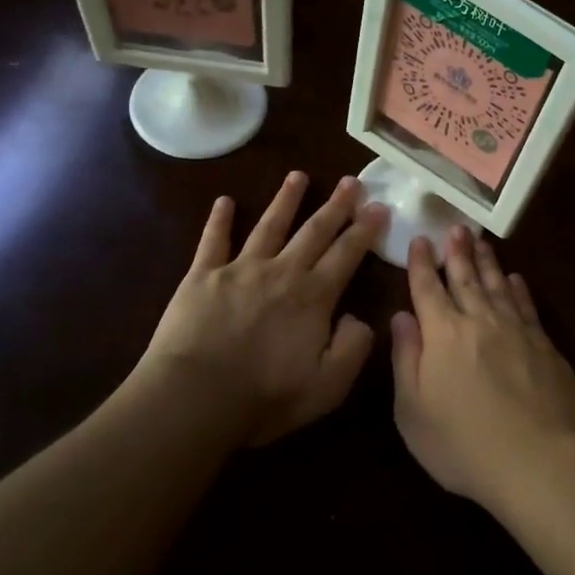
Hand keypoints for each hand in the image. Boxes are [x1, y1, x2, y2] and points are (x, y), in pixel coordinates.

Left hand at [141, 172, 388, 446]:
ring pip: (269, 225)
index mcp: (313, 296)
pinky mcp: (203, 276)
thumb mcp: (327, 387)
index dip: (365, 229)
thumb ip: (352, 349)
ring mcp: (240, 269)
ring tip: (298, 176)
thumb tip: (360, 318)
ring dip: (286, 199)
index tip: (379, 206)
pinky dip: (220, 220)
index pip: (347, 254)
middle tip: (350, 181)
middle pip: (314, 231)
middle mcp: (282, 272)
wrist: (195, 398)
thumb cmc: (264, 398)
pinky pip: (213, 240)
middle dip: (336, 205)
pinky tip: (224, 201)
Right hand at [390, 226, 574, 511]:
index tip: (420, 240)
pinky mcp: (544, 345)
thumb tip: (401, 317)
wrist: (539, 460)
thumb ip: (406, 358)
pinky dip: (519, 289)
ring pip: (497, 285)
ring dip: (487, 262)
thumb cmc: (463, 443)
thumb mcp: (413, 410)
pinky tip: (516, 279)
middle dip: (457, 251)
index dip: (422, 264)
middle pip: (465, 278)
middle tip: (455, 228)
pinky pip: (527, 306)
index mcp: (442, 334)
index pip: (428, 288)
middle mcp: (479, 321)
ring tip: (480, 242)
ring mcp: (516, 330)